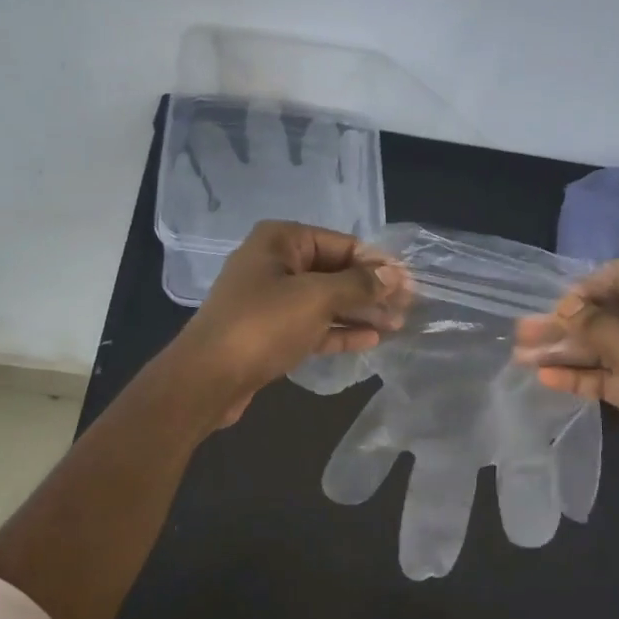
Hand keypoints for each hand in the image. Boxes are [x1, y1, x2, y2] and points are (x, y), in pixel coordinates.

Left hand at [168, 222, 402, 427]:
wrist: (208, 378)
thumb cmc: (262, 325)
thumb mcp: (315, 298)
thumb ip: (358, 285)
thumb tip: (394, 276)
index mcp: (281, 240)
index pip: (341, 243)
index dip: (377, 262)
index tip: (409, 282)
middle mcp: (275, 263)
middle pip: (334, 272)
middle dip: (371, 289)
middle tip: (409, 307)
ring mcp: (271, 300)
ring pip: (325, 301)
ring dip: (360, 312)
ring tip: (398, 325)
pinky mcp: (270, 332)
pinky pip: (312, 325)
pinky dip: (339, 330)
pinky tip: (371, 339)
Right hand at [513, 260, 618, 536]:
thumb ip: (598, 325)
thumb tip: (568, 305)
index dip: (588, 287)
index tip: (556, 310)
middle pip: (608, 312)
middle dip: (565, 321)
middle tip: (522, 332)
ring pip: (603, 345)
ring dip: (564, 349)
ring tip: (520, 356)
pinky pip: (607, 374)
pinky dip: (578, 374)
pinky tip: (546, 379)